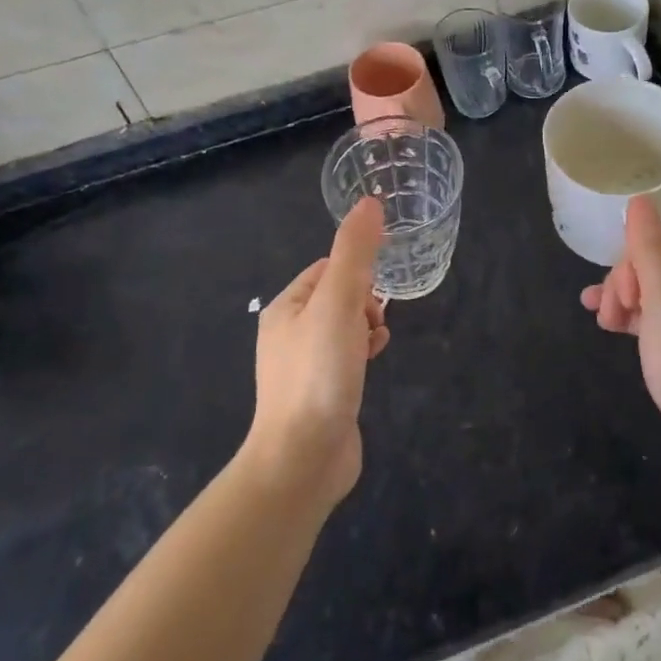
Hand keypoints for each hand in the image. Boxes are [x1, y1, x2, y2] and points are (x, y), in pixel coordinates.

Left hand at [246, 197, 390, 506]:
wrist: (302, 459)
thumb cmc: (318, 373)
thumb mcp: (339, 303)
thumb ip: (355, 252)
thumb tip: (370, 201)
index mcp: (285, 308)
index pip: (328, 267)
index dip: (357, 273)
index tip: (374, 292)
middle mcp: (289, 333)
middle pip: (338, 296)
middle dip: (365, 302)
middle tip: (372, 323)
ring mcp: (303, 366)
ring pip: (345, 327)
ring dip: (367, 327)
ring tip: (374, 345)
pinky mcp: (320, 393)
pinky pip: (346, 357)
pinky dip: (363, 354)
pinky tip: (373, 365)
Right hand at [582, 197, 660, 474]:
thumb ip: (648, 250)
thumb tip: (639, 199)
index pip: (652, 248)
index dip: (626, 270)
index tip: (616, 302)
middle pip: (650, 268)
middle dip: (622, 287)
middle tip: (607, 319)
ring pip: (650, 293)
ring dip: (623, 302)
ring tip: (603, 325)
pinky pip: (657, 317)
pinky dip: (635, 320)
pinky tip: (614, 329)